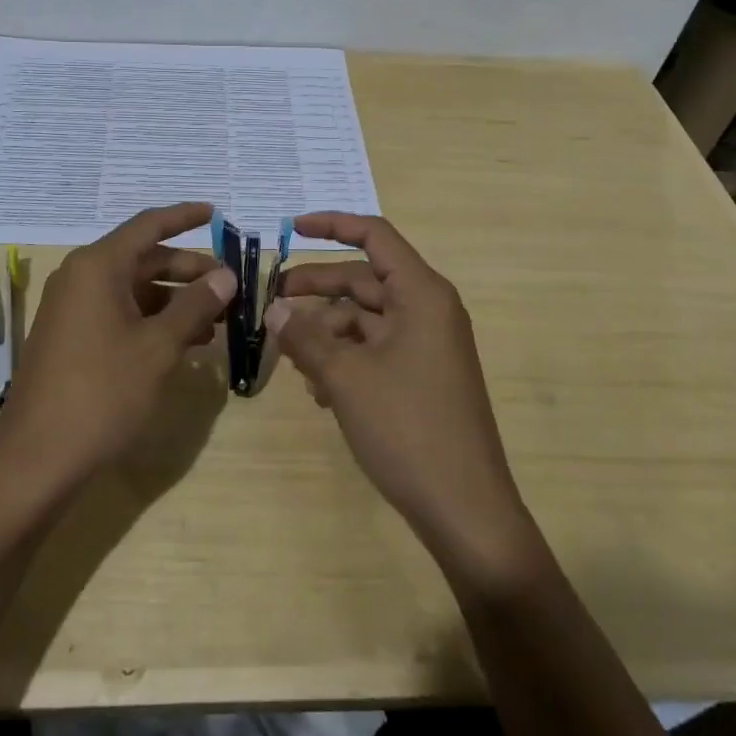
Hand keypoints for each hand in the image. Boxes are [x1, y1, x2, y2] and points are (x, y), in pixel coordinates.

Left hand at [0, 203, 235, 489]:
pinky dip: (153, 322)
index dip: (184, 217)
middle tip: (230, 286)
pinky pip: (119, 314)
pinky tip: (184, 344)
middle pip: (143, 259)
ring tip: (217, 322)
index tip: (216, 212)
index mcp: (98, 267)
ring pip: (134, 290)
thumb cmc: (102, 393)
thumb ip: (195, 306)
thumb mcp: (158, 347)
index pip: (148, 225)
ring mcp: (72, 310)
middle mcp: (81, 278)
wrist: (36, 460)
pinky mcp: (71, 339)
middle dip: (188, 270)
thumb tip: (225, 276)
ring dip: (175, 301)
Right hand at [268, 213, 534, 573]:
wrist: (465, 511)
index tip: (289, 228)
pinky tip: (318, 391)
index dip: (332, 225)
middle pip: (363, 279)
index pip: (374, 237)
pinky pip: (375, 349)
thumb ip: (305, 336)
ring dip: (326, 332)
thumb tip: (274, 309)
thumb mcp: (345, 377)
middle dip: (316, 289)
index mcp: (421, 294)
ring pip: (364, 319)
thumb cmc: (407, 429)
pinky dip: (344, 359)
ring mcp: (426, 345)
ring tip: (291, 360)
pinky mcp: (421, 376)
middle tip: (270, 299)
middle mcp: (427, 310)